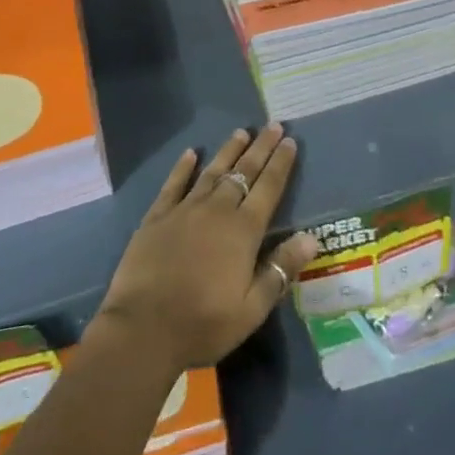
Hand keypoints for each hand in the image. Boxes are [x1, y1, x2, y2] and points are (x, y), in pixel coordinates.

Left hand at [91, 125, 319, 371]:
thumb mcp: (252, 308)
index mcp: (243, 231)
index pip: (268, 188)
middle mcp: (217, 210)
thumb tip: (311, 237)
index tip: (290, 141)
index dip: (281, 164)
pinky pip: (174, 184)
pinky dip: (184, 167)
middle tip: (273, 125)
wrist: (143, 329)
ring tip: (241, 131)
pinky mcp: (157, 217)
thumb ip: (281, 269)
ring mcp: (185, 210)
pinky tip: (191, 153)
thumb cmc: (203, 323)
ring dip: (228, 151)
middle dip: (261, 147)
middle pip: (244, 172)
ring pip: (212, 171)